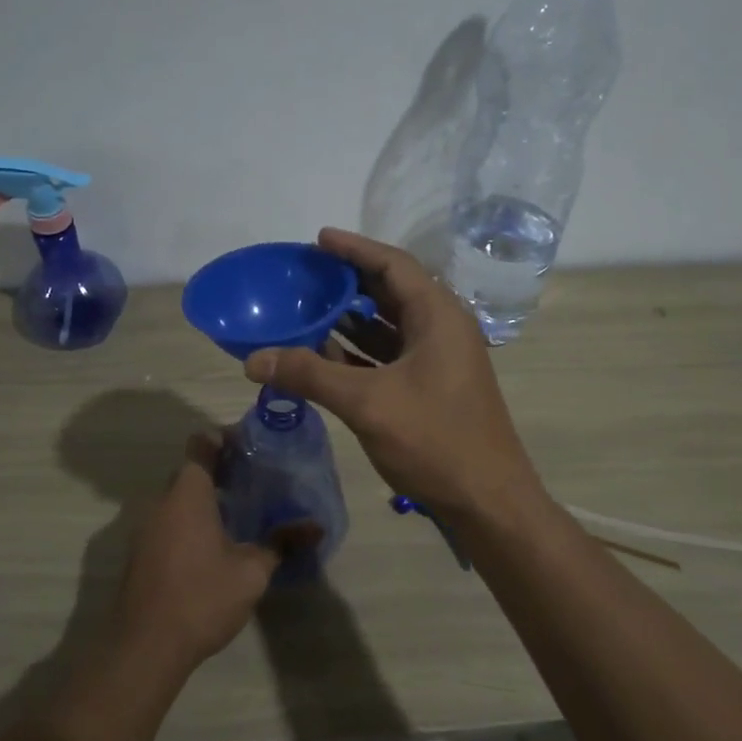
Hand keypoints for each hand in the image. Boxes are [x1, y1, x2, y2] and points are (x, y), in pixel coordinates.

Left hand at [112, 438, 296, 670]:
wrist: (146, 646)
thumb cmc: (202, 597)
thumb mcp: (252, 571)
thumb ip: (281, 543)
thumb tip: (316, 527)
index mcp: (188, 494)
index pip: (200, 446)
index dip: (223, 441)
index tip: (249, 448)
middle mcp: (161, 502)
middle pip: (189, 472)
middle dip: (218, 472)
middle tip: (252, 481)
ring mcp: (146, 528)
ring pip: (176, 499)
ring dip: (202, 500)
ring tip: (237, 513)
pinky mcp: (140, 553)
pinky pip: (167, 522)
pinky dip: (188, 522)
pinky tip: (212, 545)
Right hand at [243, 228, 543, 519]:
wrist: (487, 501)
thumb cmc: (435, 440)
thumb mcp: (368, 403)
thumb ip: (310, 375)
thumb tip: (253, 359)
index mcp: (438, 316)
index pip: (393, 265)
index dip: (354, 249)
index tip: (318, 239)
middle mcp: (442, 329)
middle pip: (391, 291)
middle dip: (349, 282)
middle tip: (307, 274)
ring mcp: (439, 360)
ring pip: (390, 326)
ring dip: (351, 318)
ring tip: (308, 309)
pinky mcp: (432, 387)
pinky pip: (390, 355)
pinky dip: (359, 351)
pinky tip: (325, 355)